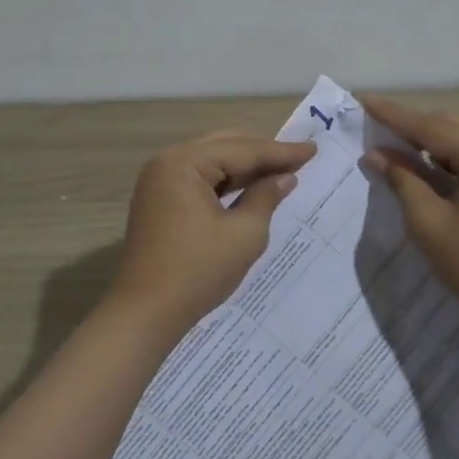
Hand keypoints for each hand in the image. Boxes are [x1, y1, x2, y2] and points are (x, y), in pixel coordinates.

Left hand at [106, 130, 315, 342]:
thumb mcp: (244, 234)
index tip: (313, 149)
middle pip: (224, 146)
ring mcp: (159, 181)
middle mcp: (167, 162)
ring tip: (280, 168)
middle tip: (299, 156)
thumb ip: (266, 197)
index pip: (242, 150)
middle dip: (262, 152)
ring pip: (211, 160)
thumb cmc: (197, 271)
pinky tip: (249, 185)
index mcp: (184, 163)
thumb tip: (285, 178)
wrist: (145, 312)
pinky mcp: (158, 200)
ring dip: (244, 165)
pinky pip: (198, 179)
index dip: (281, 152)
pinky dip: (225, 180)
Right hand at [360, 95, 458, 336]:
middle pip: (450, 127)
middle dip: (411, 127)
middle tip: (373, 128)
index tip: (363, 99)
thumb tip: (377, 155)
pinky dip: (446, 161)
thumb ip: (402, 181)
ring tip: (391, 148)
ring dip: (428, 144)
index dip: (393, 115)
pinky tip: (422, 168)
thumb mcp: (429, 224)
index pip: (431, 128)